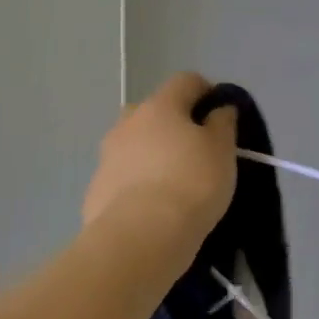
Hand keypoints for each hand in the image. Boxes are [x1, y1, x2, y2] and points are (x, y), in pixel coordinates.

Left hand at [83, 73, 237, 266]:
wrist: (140, 238)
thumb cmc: (191, 183)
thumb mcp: (222, 150)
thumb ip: (222, 123)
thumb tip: (219, 109)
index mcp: (160, 106)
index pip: (186, 80)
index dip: (206, 91)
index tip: (221, 114)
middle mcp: (128, 123)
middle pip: (154, 110)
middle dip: (173, 123)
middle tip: (195, 149)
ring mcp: (107, 157)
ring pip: (134, 144)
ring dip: (152, 153)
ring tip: (174, 182)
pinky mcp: (95, 190)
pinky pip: (122, 176)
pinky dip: (137, 183)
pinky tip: (153, 207)